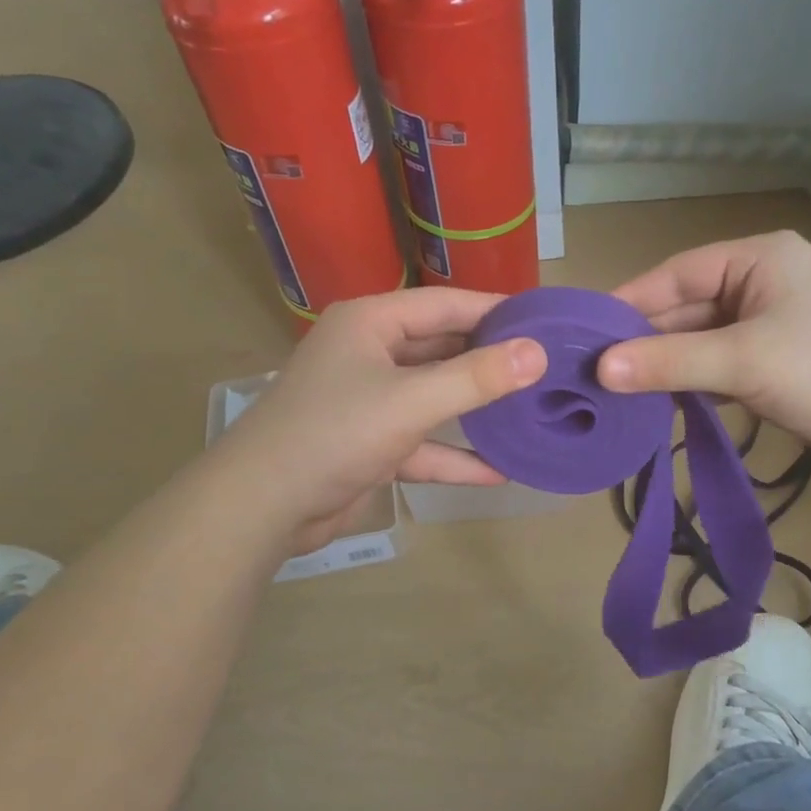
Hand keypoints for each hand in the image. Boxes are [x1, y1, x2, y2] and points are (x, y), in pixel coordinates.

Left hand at [219, 288, 545, 552]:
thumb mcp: (412, 401)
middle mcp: (369, 354)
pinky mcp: (369, 444)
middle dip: (490, 362)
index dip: (496, 311)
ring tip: (530, 413)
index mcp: (371, 323)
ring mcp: (368, 401)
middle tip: (547, 368)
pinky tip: (497, 472)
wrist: (263, 506)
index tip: (546, 321)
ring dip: (476, 411)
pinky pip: (422, 443)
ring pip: (434, 398)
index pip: (446, 305)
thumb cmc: (335, 434)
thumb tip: (537, 353)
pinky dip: (453, 456)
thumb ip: (476, 377)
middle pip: (442, 349)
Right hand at [599, 231, 810, 465]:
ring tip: (615, 391)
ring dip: (663, 366)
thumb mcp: (745, 361)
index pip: (676, 274)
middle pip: (684, 308)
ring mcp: (765, 323)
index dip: (628, 303)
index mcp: (756, 258)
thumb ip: (671, 362)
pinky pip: (715, 365)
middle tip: (592, 372)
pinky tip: (657, 403)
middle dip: (643, 341)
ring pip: (697, 340)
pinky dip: (689, 383)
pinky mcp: (770, 360)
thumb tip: (600, 370)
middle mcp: (757, 282)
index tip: (584, 334)